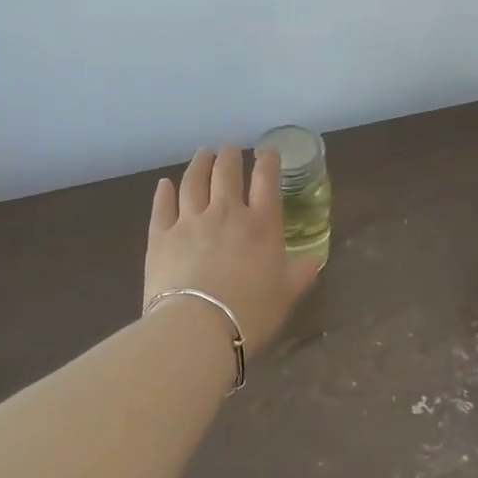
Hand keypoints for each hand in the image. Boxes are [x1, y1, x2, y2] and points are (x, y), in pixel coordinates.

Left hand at [144, 146, 321, 348]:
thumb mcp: (286, 295)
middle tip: (230, 148)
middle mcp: (226, 212)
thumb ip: (301, 273)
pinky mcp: (160, 235)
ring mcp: (190, 220)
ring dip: (199, 164)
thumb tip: (316, 259)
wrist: (197, 329)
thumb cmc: (251, 313)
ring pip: (194, 182)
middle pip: (226, 173)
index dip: (268, 161)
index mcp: (262, 224)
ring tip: (203, 154)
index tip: (267, 150)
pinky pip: (162, 205)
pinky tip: (164, 184)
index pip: (266, 180)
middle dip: (230, 156)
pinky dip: (163, 192)